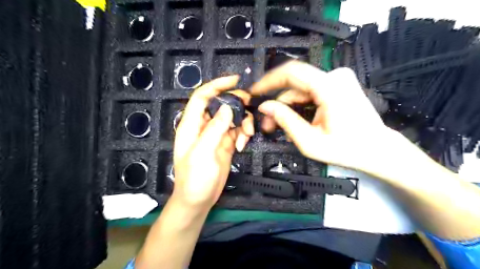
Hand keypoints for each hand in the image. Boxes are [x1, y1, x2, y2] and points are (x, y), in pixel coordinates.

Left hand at [173, 75, 254, 211]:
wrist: (199, 200)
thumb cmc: (195, 178)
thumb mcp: (203, 152)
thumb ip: (215, 128)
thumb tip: (227, 107)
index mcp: (192, 124)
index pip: (202, 96)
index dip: (216, 85)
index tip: (235, 80)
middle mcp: (204, 126)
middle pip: (221, 105)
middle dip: (236, 104)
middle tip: (250, 107)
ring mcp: (216, 135)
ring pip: (232, 118)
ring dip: (243, 122)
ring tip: (247, 135)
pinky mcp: (226, 144)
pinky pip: (237, 131)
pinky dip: (243, 134)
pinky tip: (243, 145)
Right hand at [249, 60, 394, 175]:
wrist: (378, 150)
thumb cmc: (347, 149)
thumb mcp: (310, 141)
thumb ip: (285, 121)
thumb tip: (265, 107)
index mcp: (329, 87)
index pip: (291, 72)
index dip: (268, 81)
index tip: (254, 92)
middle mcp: (334, 77)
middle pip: (294, 84)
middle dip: (278, 103)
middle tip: (267, 123)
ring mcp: (338, 80)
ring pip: (301, 90)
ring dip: (288, 107)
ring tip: (280, 127)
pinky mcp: (338, 86)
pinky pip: (310, 92)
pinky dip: (300, 106)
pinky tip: (296, 120)